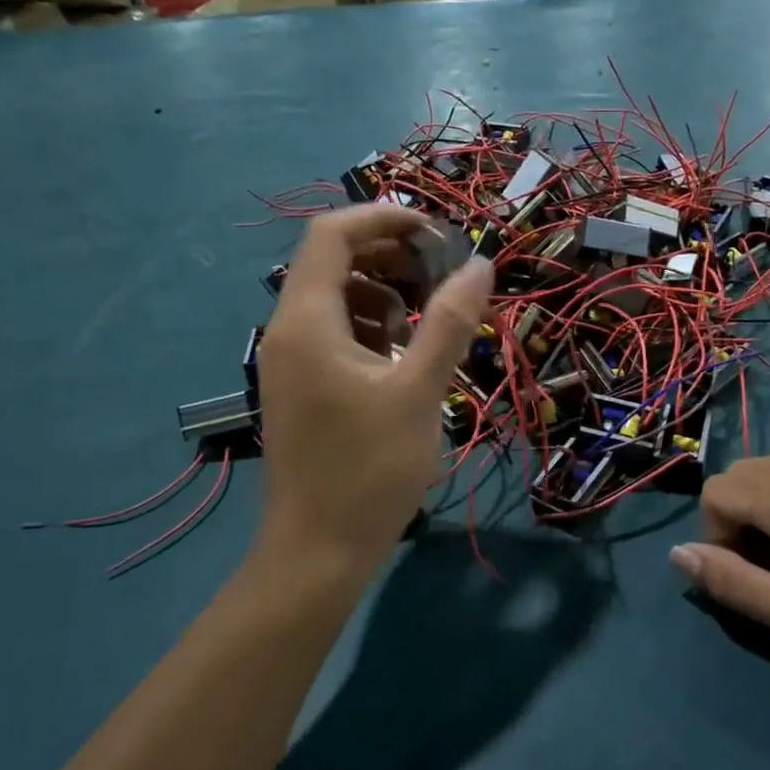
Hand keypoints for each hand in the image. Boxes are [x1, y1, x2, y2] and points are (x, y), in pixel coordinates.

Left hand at [255, 206, 492, 578]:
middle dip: (389, 253)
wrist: (318, 552)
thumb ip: (449, 322)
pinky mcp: (302, 385)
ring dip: (384, 291)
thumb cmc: (370, 469)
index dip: (384, 217)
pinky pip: (335, 332)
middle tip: (441, 271)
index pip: (332, 234)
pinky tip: (405, 354)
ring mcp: (291, 360)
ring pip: (336, 297)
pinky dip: (373, 326)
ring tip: (428, 316)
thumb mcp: (420, 390)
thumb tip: (480, 264)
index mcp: (307, 321)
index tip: (436, 231)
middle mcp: (288, 330)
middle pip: (332, 260)